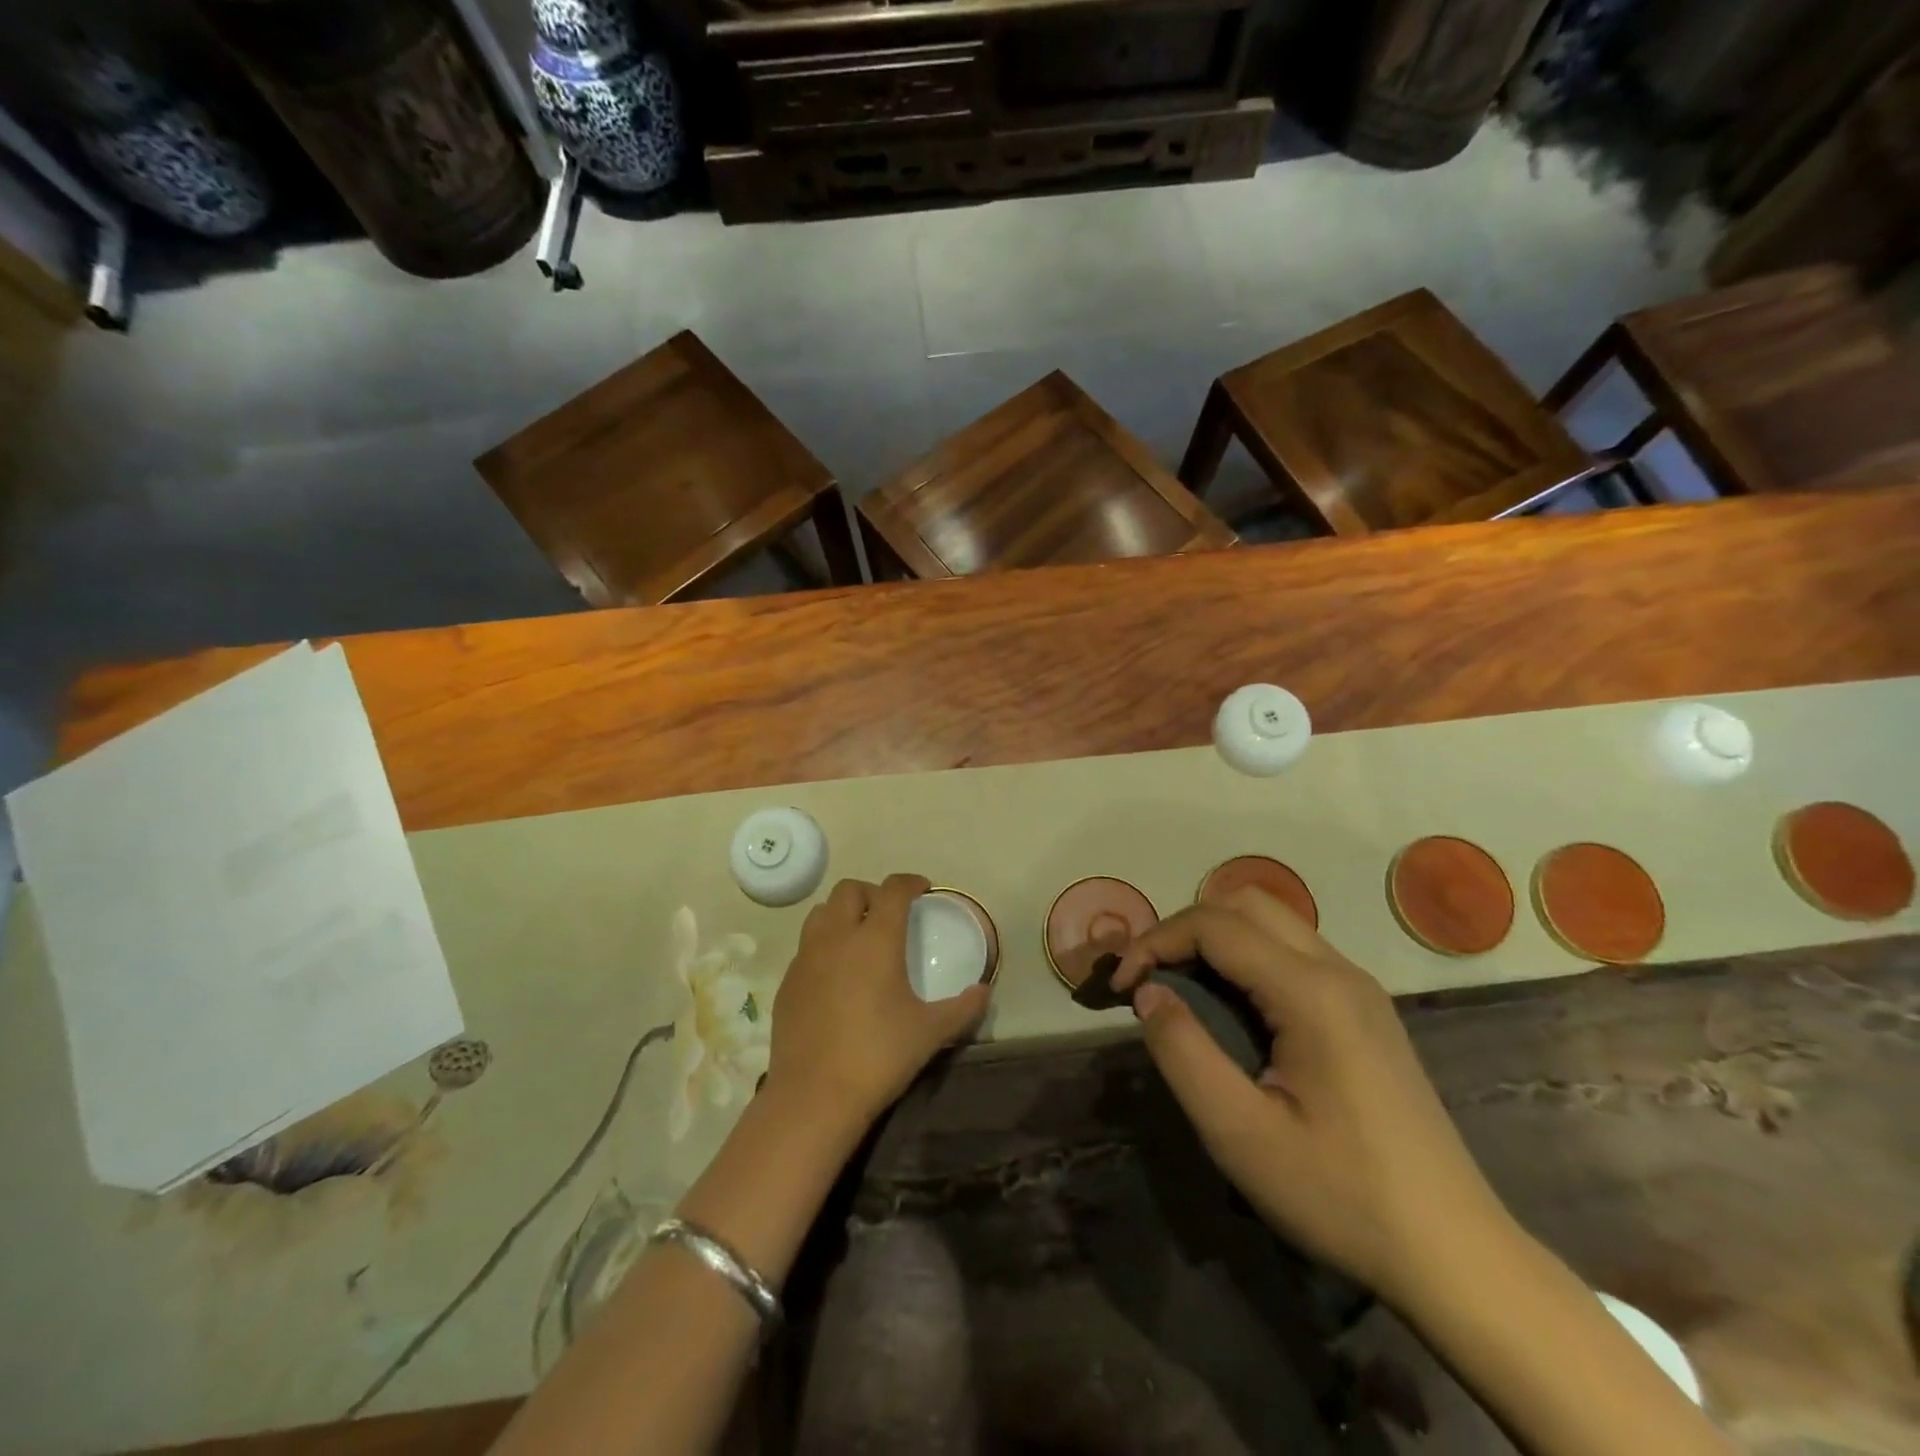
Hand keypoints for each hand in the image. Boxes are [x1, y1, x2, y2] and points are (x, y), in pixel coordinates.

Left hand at [767, 874, 990, 1129]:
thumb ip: (963, 1008)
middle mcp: (837, 937)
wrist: (814, 1096)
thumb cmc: (879, 1055)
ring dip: (842, 913)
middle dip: (872, 892)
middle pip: (849, 890)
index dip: (910, 882)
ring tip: (859, 937)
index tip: (923, 890)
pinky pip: (806, 946)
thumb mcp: (930, 1032)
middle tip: (889, 914)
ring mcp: (806, 958)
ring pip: (821, 912)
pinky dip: (823, 944)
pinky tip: (835, 975)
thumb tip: (984, 991)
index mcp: (876, 939)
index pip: (893, 889)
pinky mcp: (787, 982)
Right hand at [1112, 887, 1515, 1306]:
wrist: (1455, 1254)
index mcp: (1311, 992)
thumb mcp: (1240, 1134)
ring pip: (1272, 922)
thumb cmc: (1341, 1196)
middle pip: (1245, 904)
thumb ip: (1183, 1052)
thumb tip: (1148, 994)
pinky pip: (1293, 951)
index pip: (1214, 925)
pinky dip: (1246, 957)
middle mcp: (1339, 971)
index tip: (1121, 987)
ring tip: (1182, 989)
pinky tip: (1233, 1009)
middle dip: (1185, 927)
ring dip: (1216, 938)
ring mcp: (1359, 988)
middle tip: (1151, 978)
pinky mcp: (1365, 1009)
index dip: (1155, 942)